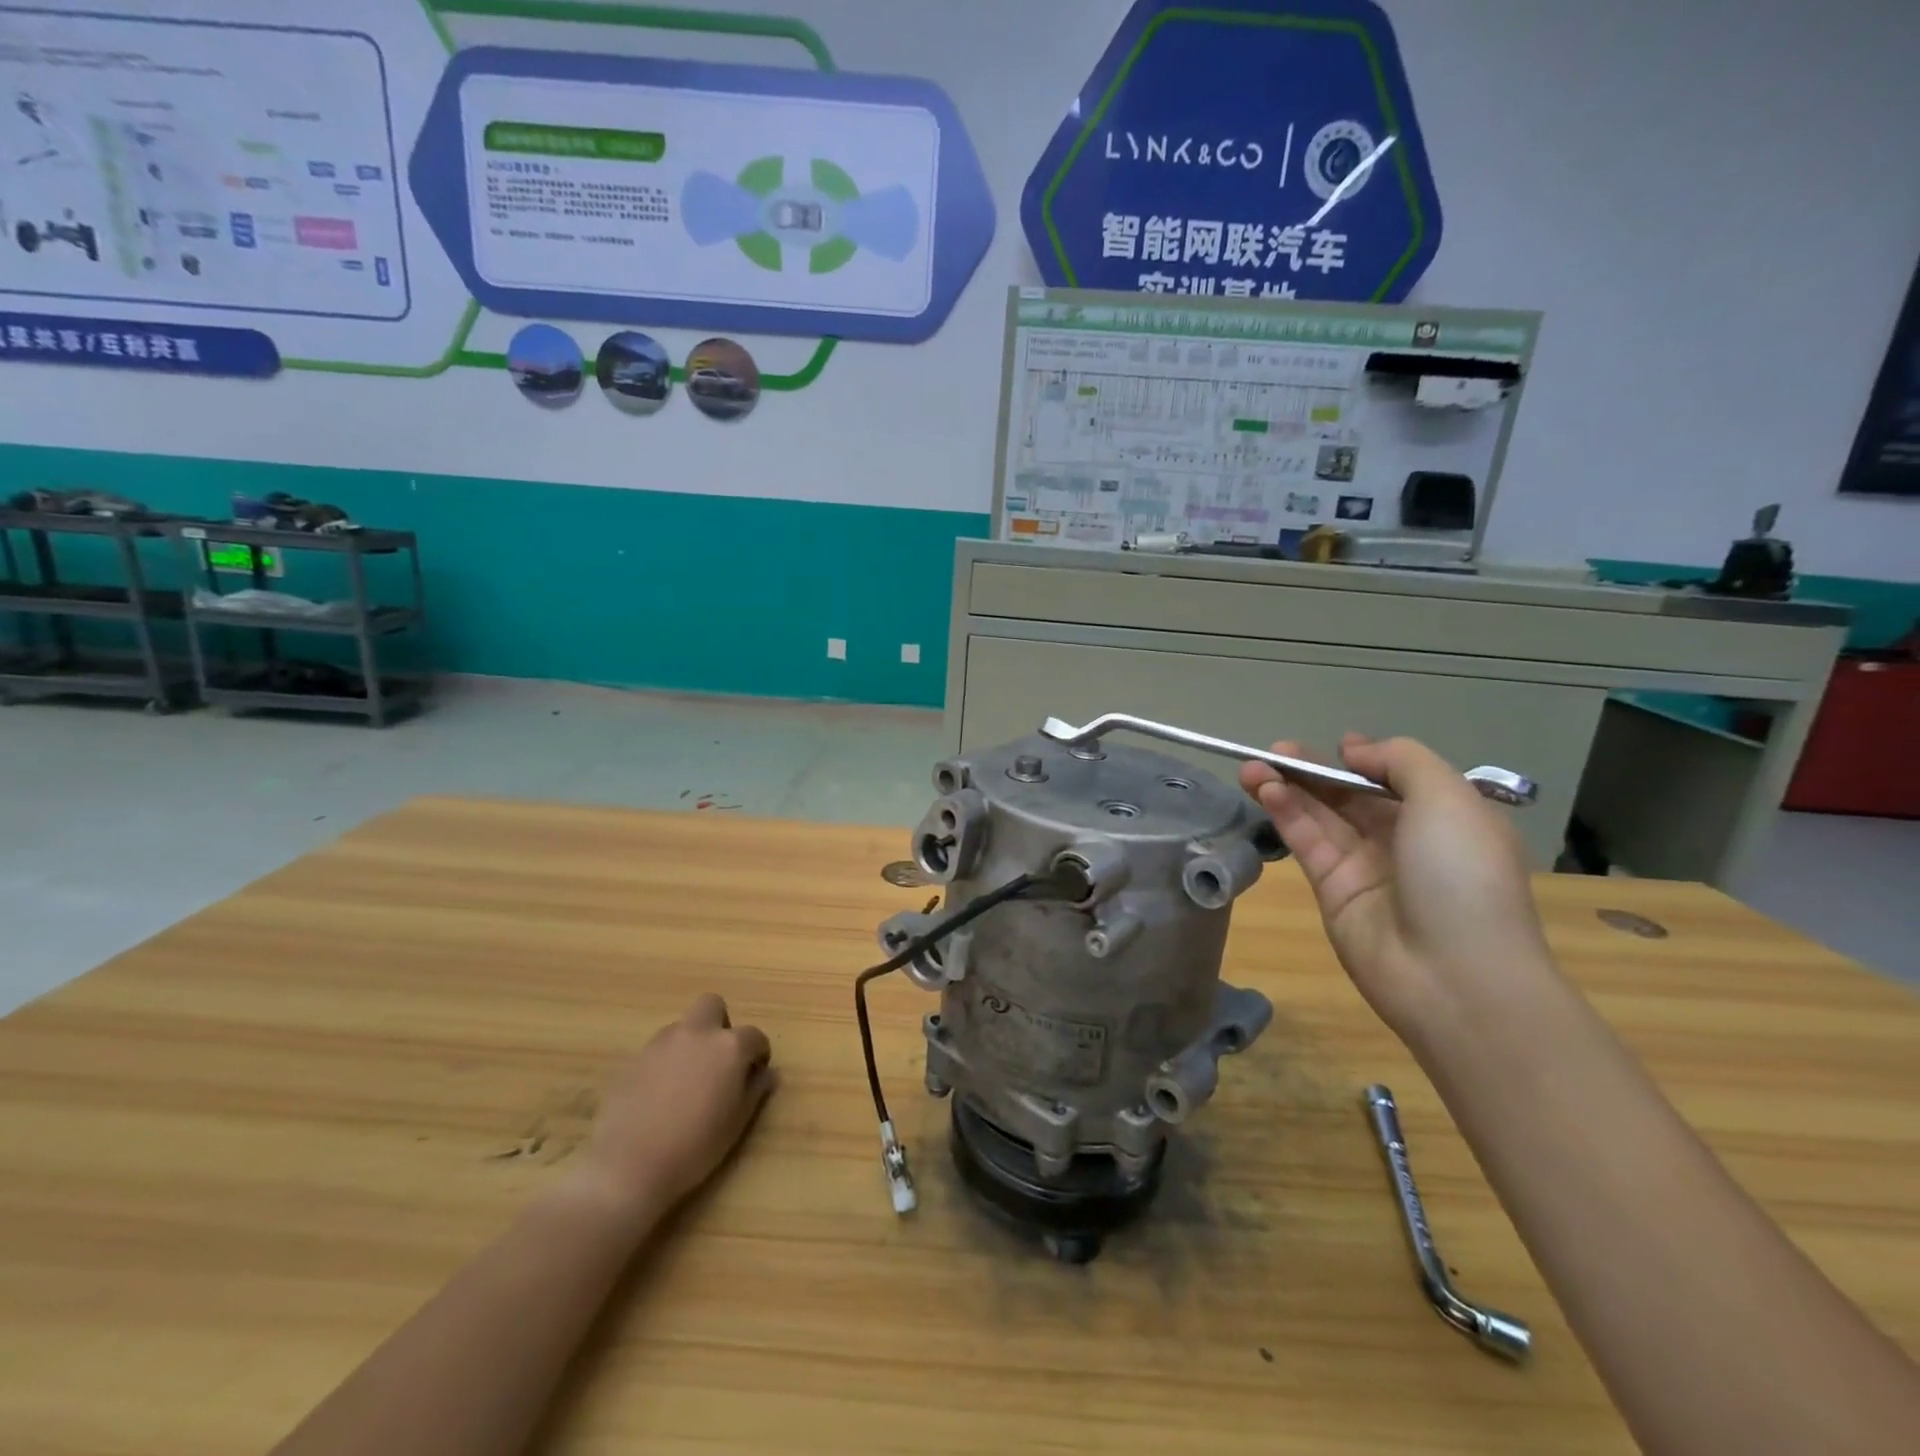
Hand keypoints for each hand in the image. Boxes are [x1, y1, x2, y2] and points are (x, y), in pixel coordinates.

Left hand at [571, 994, 774, 1223]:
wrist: (629, 1166)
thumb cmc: (695, 1147)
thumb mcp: (736, 1124)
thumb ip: (755, 1091)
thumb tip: (766, 1074)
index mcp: (728, 1046)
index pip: (754, 1035)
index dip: (758, 1053)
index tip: (754, 1074)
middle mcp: (697, 1034)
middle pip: (712, 1005)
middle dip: (720, 1024)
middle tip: (718, 1060)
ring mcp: (661, 1043)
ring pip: (682, 1027)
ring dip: (691, 1043)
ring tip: (687, 1081)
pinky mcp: (634, 1059)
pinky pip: (658, 1050)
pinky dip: (665, 1062)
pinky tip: (660, 1095)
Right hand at [1242, 734, 1553, 1045]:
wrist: (1454, 975)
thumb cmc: (1463, 875)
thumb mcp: (1449, 798)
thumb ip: (1400, 760)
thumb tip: (1354, 752)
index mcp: (1447, 818)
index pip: (1397, 779)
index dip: (1365, 760)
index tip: (1338, 748)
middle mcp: (1406, 840)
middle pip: (1351, 795)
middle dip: (1314, 770)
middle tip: (1273, 751)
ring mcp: (1366, 867)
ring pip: (1321, 816)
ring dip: (1288, 787)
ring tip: (1253, 767)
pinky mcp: (1331, 891)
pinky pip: (1307, 842)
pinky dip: (1286, 814)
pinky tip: (1266, 791)